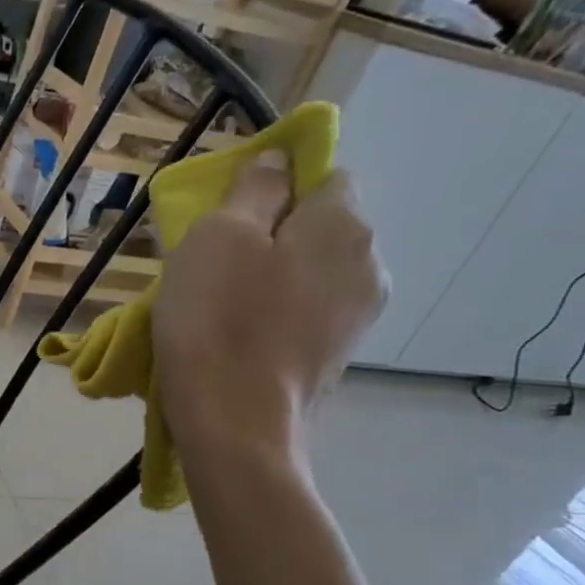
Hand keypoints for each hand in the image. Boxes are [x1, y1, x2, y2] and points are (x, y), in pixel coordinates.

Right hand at [153, 150, 387, 462]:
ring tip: (224, 304)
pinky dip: (279, 313)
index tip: (230, 216)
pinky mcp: (338, 355)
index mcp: (344, 225)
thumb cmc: (218, 320)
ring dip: (274, 276)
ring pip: (311, 272)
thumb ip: (254, 189)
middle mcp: (368, 263)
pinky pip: (307, 311)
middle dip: (273, 234)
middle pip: (318, 227)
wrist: (234, 424)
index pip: (324, 175)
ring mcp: (359, 316)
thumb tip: (280, 161)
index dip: (277, 187)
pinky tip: (242, 335)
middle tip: (216, 263)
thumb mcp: (219, 236)